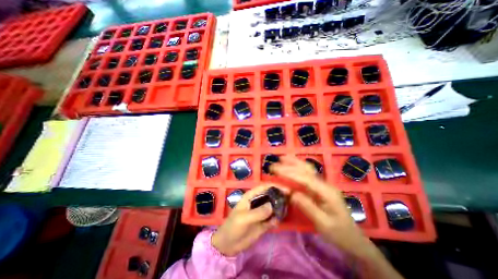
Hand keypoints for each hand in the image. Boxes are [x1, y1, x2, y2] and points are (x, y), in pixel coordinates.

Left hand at [211, 184, 287, 255]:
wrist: (228, 245)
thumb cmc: (233, 227)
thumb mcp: (244, 218)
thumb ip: (258, 212)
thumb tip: (272, 206)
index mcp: (251, 196)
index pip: (264, 187)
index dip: (275, 186)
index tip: (287, 190)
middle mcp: (257, 202)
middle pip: (271, 195)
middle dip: (280, 196)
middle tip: (290, 200)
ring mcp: (261, 212)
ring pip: (273, 206)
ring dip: (280, 207)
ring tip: (286, 210)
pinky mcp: (264, 222)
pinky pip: (273, 218)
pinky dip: (277, 218)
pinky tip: (279, 221)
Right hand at [272, 156, 377, 259]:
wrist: (353, 239)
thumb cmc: (339, 233)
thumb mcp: (323, 224)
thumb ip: (307, 206)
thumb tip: (291, 193)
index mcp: (326, 192)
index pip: (305, 178)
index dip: (289, 173)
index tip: (275, 170)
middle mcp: (324, 184)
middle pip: (306, 169)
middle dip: (290, 164)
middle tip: (275, 163)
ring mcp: (323, 184)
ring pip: (307, 168)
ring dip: (294, 162)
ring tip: (282, 157)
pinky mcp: (319, 187)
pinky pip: (307, 173)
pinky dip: (298, 167)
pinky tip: (292, 165)